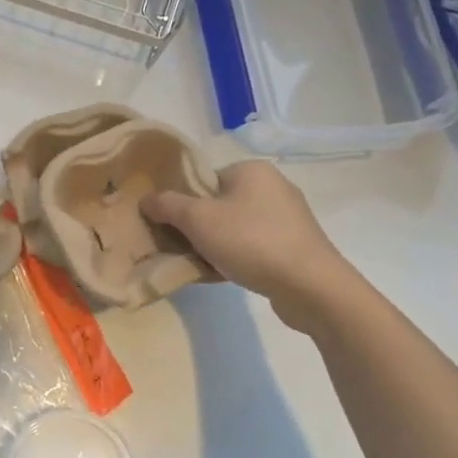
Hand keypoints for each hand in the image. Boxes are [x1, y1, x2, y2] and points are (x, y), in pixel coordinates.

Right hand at [142, 161, 356, 331]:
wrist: (311, 287)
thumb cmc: (251, 241)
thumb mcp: (197, 220)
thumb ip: (167, 205)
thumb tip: (146, 199)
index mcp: (252, 170)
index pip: (204, 179)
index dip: (181, 201)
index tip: (169, 225)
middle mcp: (273, 187)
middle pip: (217, 204)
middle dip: (196, 227)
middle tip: (180, 247)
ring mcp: (288, 218)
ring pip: (233, 227)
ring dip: (213, 245)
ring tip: (200, 265)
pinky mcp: (296, 246)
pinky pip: (253, 246)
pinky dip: (236, 258)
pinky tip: (223, 276)